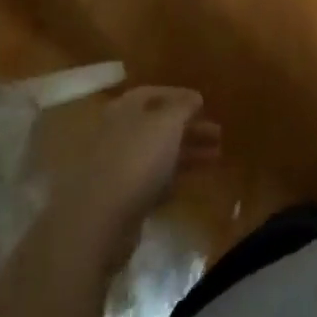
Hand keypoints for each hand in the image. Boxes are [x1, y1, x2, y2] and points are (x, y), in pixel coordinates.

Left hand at [43, 86, 222, 236]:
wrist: (98, 223)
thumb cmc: (136, 160)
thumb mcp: (167, 123)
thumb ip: (183, 106)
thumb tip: (194, 97)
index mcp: (123, 111)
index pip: (152, 93)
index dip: (179, 96)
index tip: (204, 103)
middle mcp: (117, 135)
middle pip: (158, 126)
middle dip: (189, 128)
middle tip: (218, 133)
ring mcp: (117, 169)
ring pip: (158, 154)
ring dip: (188, 153)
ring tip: (216, 156)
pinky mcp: (120, 200)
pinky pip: (153, 181)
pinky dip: (173, 178)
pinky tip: (193, 181)